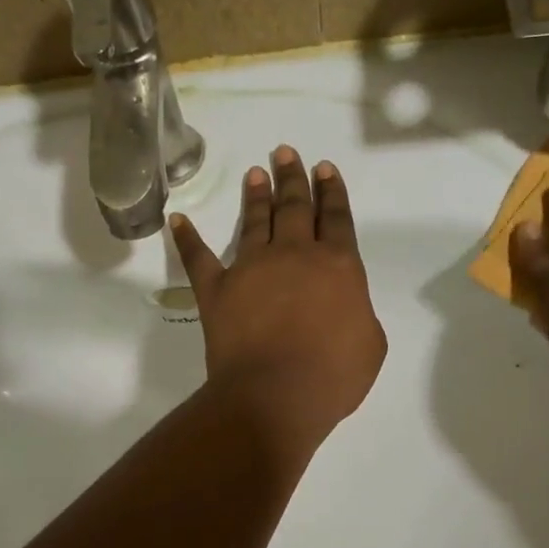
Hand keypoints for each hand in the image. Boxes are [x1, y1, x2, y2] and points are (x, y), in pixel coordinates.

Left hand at [170, 146, 387, 459]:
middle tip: (286, 152)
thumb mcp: (370, 344)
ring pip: (254, 221)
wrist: (276, 395)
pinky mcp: (217, 289)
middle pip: (295, 207)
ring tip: (256, 172)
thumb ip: (360, 312)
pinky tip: (178, 220)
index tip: (324, 168)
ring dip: (256, 195)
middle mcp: (294, 255)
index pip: (336, 218)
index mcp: (337, 265)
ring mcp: (251, 268)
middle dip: (293, 177)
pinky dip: (187, 239)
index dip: (332, 191)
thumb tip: (345, 305)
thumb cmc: (332, 375)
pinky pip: (198, 258)